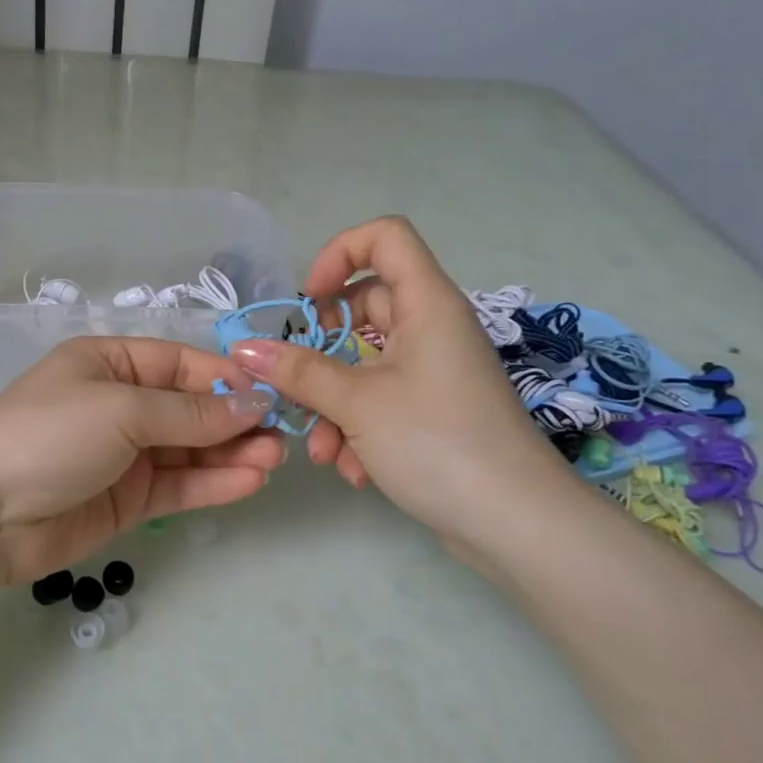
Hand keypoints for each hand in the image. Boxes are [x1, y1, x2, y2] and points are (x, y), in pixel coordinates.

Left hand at [0, 337, 285, 590]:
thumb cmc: (50, 435)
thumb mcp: (120, 410)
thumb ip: (189, 412)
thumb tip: (252, 403)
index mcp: (109, 363)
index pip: (180, 363)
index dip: (226, 378)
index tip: (272, 393)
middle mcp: (120, 403)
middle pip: (190, 407)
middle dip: (235, 419)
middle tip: (284, 435)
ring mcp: (125, 454)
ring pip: (190, 449)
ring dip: (232, 453)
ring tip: (275, 460)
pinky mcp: (127, 499)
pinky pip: (178, 485)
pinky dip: (212, 483)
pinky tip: (249, 482)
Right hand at [227, 216, 578, 559]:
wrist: (517, 525)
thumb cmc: (438, 442)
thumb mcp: (357, 403)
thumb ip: (298, 371)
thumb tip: (245, 349)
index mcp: (425, 303)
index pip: (384, 237)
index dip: (339, 254)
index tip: (308, 301)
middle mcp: (431, 327)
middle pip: (362, 308)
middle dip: (320, 352)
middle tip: (296, 384)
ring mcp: (433, 371)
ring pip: (364, 364)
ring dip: (333, 403)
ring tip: (322, 451)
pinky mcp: (433, 410)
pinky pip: (381, 399)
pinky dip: (359, 427)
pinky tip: (352, 469)